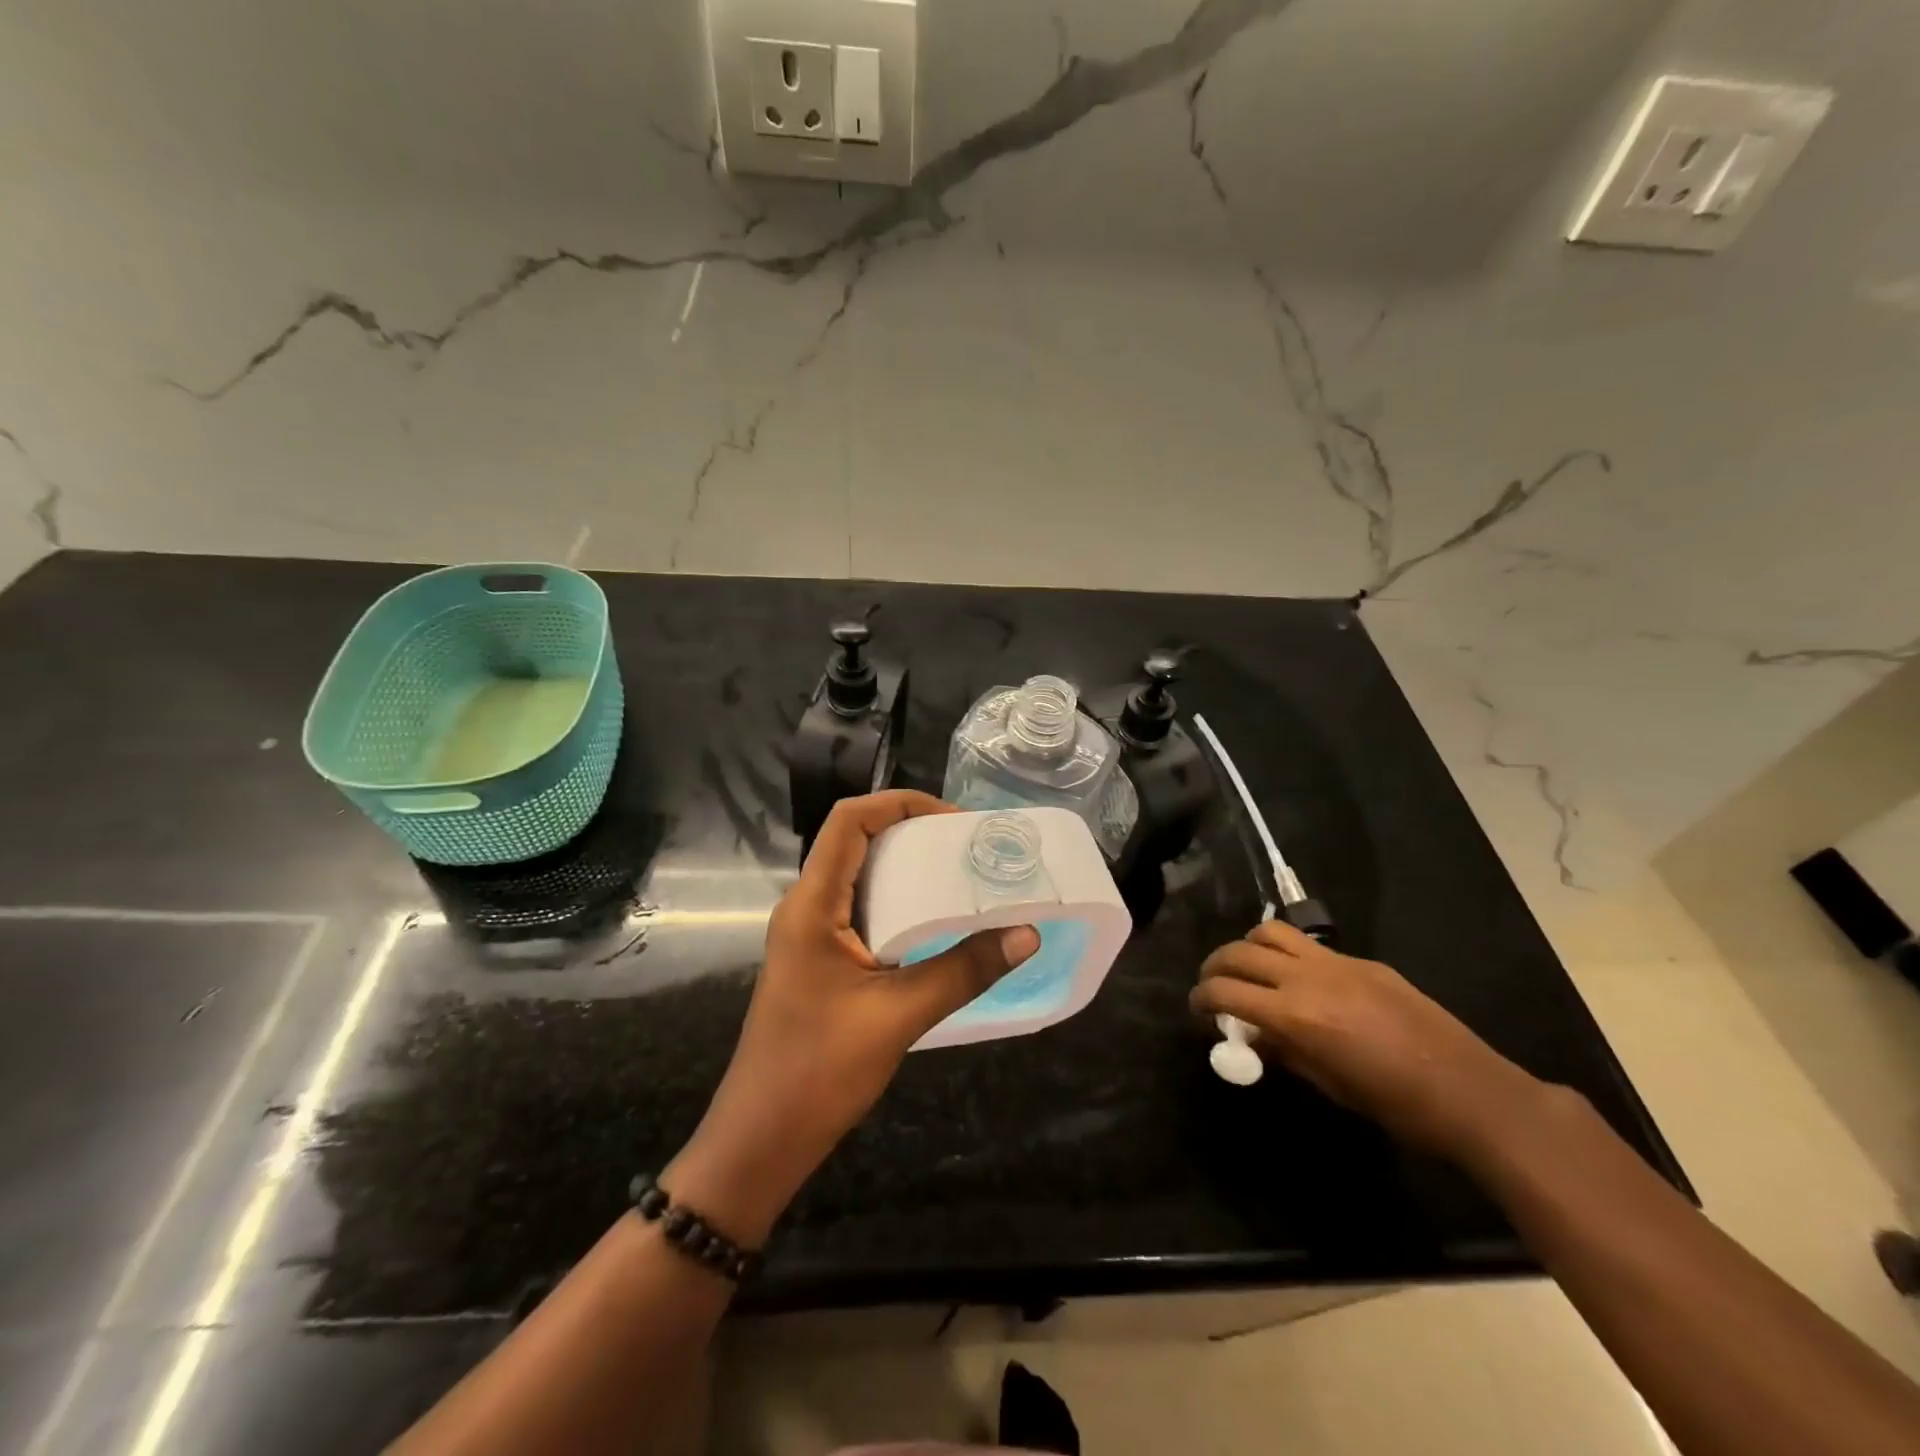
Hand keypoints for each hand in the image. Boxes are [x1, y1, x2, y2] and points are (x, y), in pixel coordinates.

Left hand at [667, 791, 1038, 1242]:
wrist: (761, 1140)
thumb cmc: (819, 1071)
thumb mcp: (899, 1016)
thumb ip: (963, 971)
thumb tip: (1026, 934)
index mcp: (812, 904)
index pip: (849, 821)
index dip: (900, 803)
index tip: (955, 820)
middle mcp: (806, 907)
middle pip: (856, 842)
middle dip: (913, 833)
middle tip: (971, 849)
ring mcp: (810, 935)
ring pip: (861, 878)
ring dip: (909, 870)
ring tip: (964, 878)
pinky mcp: (820, 961)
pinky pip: (862, 912)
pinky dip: (900, 905)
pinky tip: (938, 926)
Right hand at [1192, 920, 1545, 1161]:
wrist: (1472, 1092)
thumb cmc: (1396, 1106)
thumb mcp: (1329, 1086)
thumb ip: (1283, 1052)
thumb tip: (1251, 1035)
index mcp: (1295, 1016)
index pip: (1225, 991)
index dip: (1201, 998)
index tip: (1196, 1009)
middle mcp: (1306, 978)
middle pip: (1238, 953)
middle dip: (1213, 967)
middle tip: (1211, 986)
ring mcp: (1335, 962)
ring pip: (1269, 932)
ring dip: (1246, 947)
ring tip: (1247, 970)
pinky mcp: (1360, 960)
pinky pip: (1307, 943)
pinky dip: (1285, 952)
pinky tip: (1296, 977)